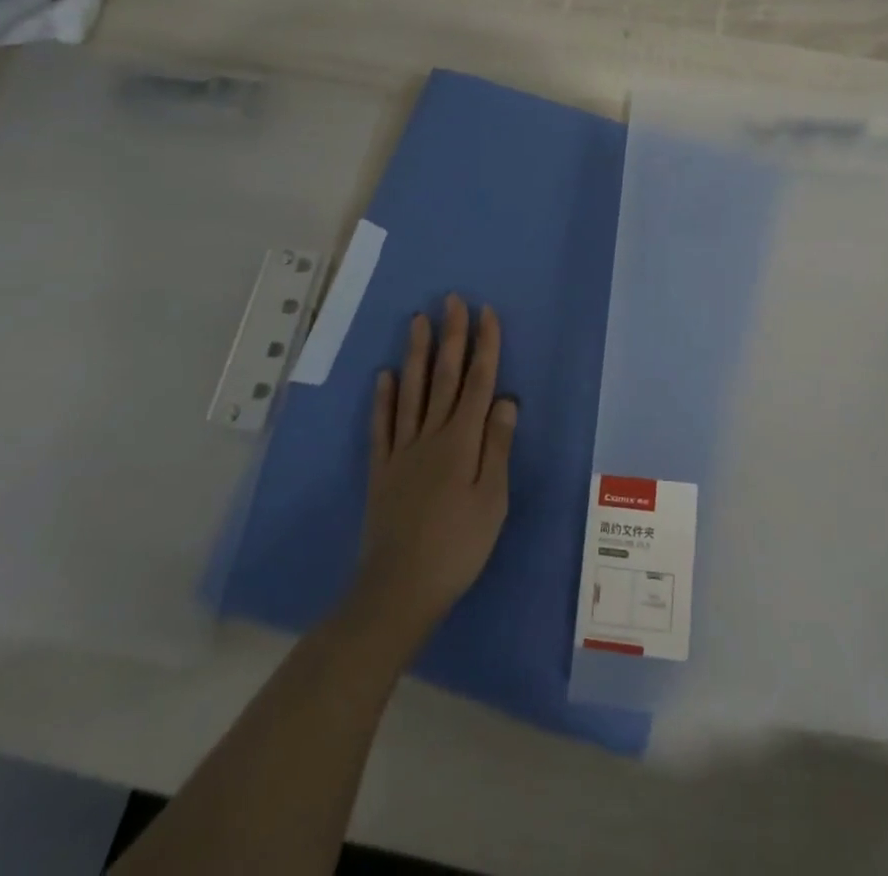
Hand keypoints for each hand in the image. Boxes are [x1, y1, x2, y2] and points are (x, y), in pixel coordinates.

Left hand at [350, 295, 516, 648]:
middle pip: (444, 377)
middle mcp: (431, 435)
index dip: (484, 345)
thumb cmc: (458, 546)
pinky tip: (383, 376)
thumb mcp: (492, 499)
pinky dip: (383, 398)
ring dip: (415, 354)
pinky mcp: (381, 470)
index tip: (485, 312)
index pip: (478, 381)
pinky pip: (381, 426)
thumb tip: (506, 399)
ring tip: (417, 320)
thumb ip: (498, 446)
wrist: (400, 589)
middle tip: (450, 300)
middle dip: (450, 336)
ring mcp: (401, 450)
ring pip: (410, 391)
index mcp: (462, 441)